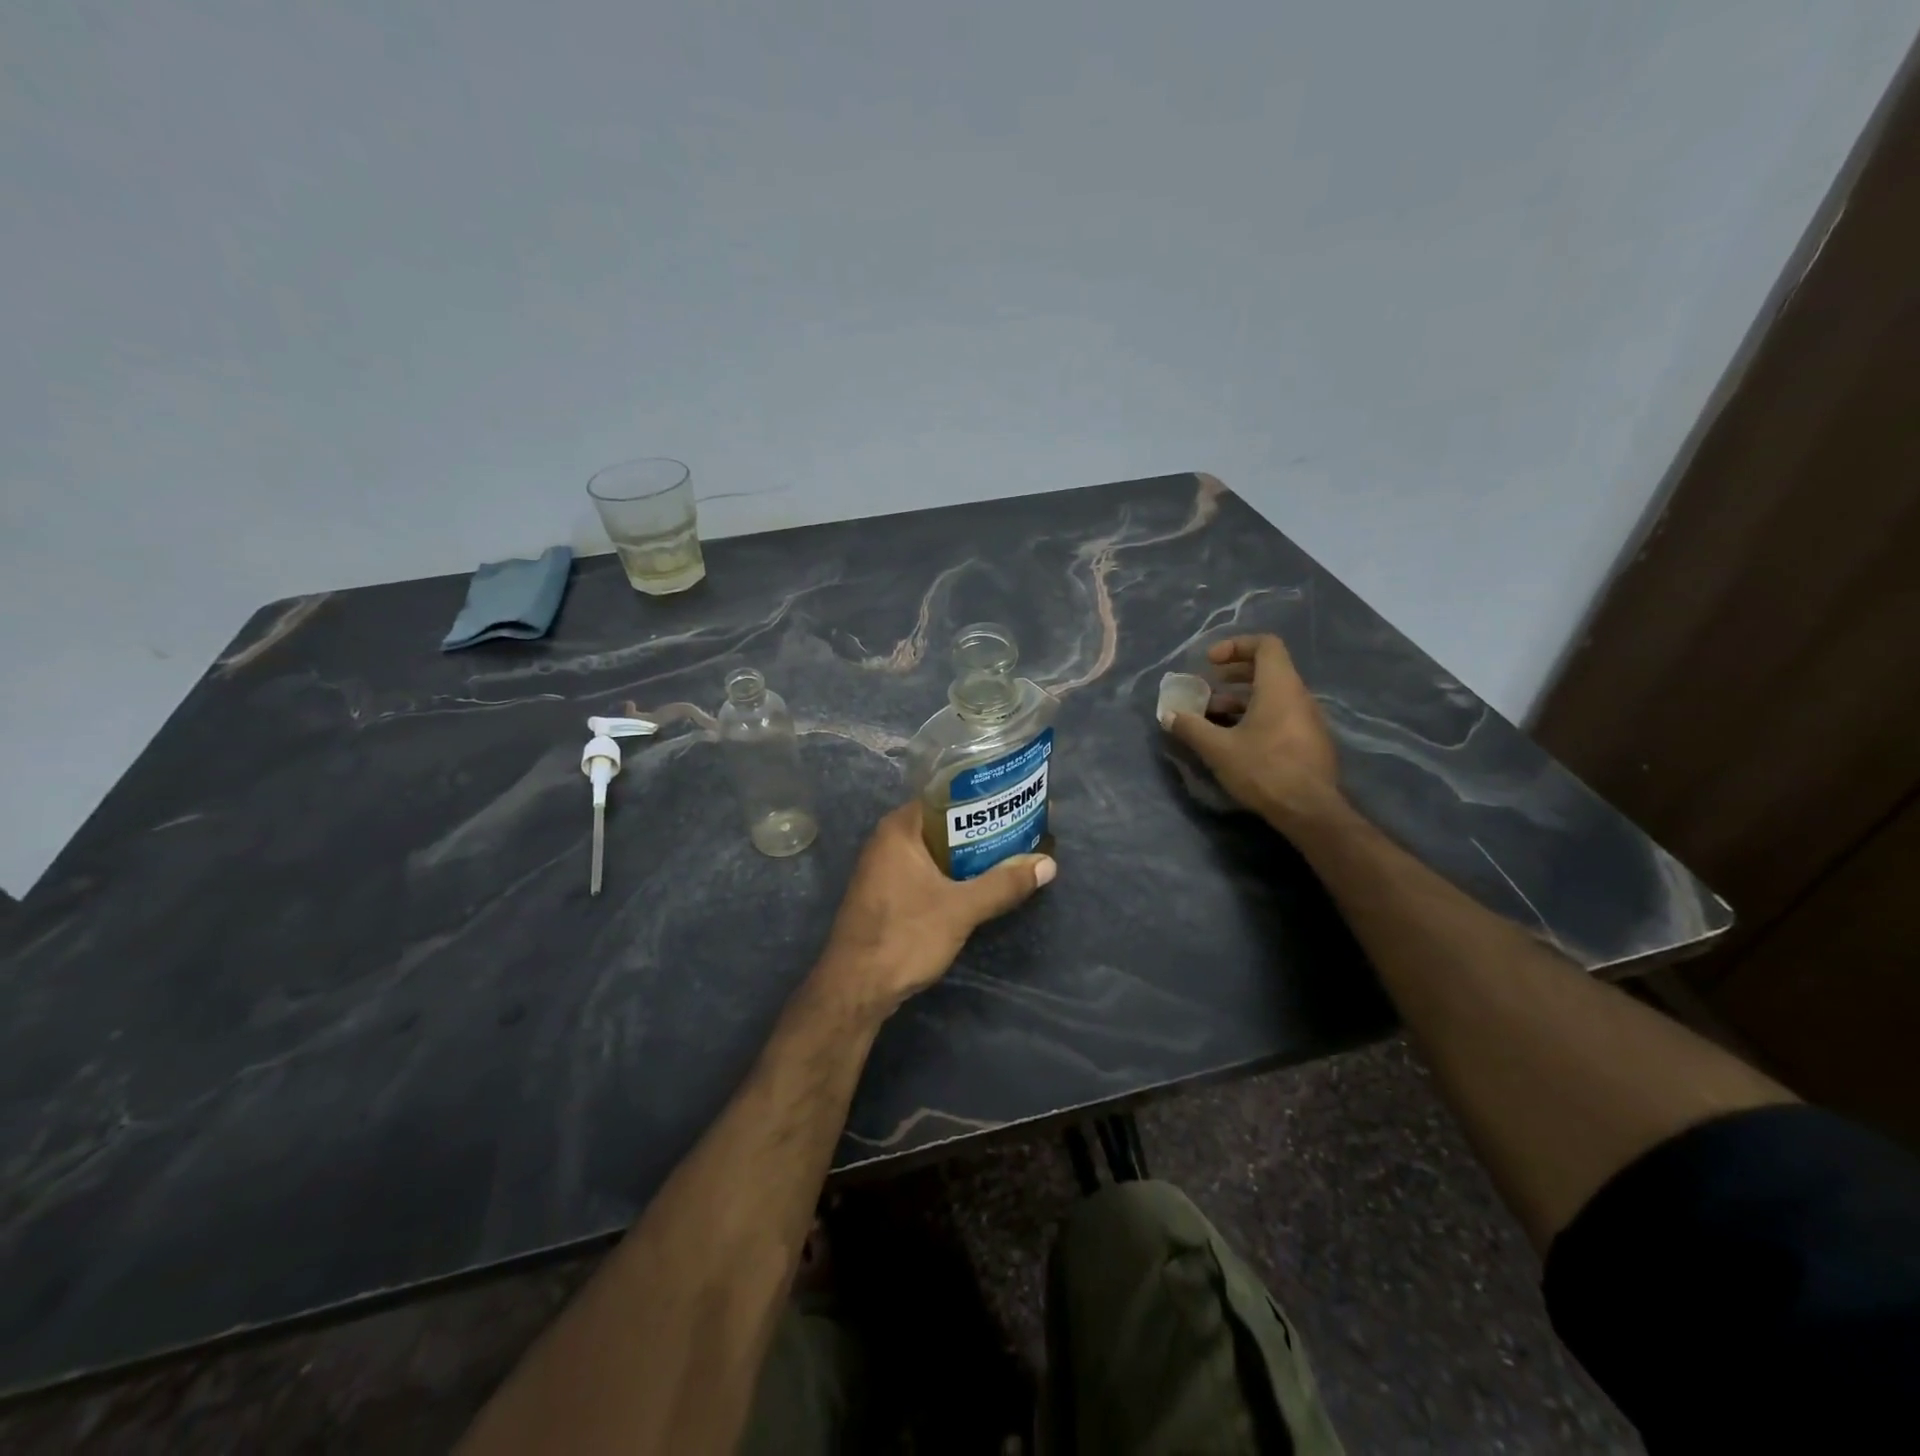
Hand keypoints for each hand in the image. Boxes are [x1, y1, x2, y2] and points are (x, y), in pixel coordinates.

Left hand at [815, 802, 1054, 1018]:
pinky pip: (929, 870)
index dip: (983, 797)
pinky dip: (955, 872)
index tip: (1016, 798)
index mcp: (900, 829)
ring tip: (1013, 851)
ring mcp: (885, 868)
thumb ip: (1003, 884)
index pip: (946, 795)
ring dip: (971, 853)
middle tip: (1023, 826)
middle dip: (983, 827)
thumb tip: (1048, 864)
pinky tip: (983, 882)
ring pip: (938, 849)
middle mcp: (889, 840)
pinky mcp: (889, 893)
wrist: (855, 989)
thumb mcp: (961, 909)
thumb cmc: (904, 937)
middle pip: (944, 823)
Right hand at [1167, 634, 1341, 831]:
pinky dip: (1256, 717)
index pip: (1266, 645)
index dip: (1236, 645)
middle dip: (1233, 674)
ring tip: (1212, 718)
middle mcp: (1299, 696)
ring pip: (1272, 696)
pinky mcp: (1309, 742)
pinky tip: (1234, 741)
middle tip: (1207, 687)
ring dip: (1241, 700)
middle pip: (1268, 669)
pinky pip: (1280, 716)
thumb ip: (1191, 728)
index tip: (1211, 663)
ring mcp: (1308, 720)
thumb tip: (1168, 715)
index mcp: (1280, 687)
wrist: (1311, 811)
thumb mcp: (1218, 749)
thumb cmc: (1264, 770)